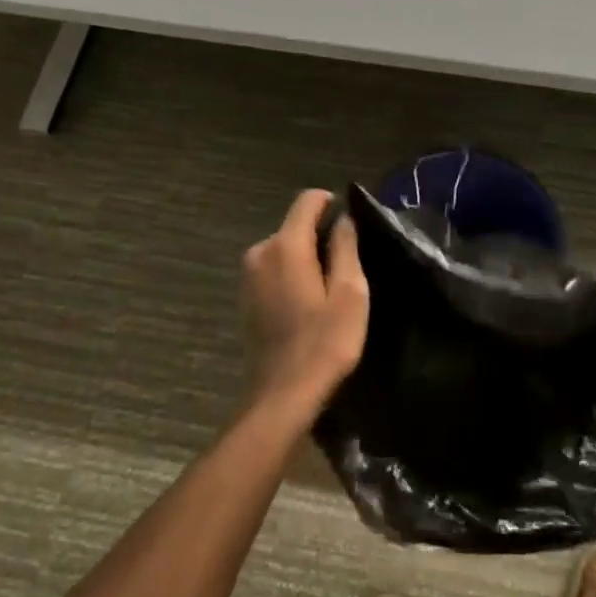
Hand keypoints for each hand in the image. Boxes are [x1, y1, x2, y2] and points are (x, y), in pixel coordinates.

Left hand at [240, 190, 369, 422]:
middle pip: (294, 226)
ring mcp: (247, 276)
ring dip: (305, 259)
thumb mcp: (350, 293)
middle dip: (320, 237)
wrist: (282, 396)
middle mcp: (260, 252)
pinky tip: (307, 306)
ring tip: (329, 291)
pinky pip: (273, 271)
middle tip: (347, 269)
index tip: (350, 226)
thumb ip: (345, 247)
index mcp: (285, 245)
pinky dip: (290, 277)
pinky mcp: (244, 298)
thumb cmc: (324, 343)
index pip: (307, 200)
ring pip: (283, 249)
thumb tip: (342, 218)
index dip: (331, 203)